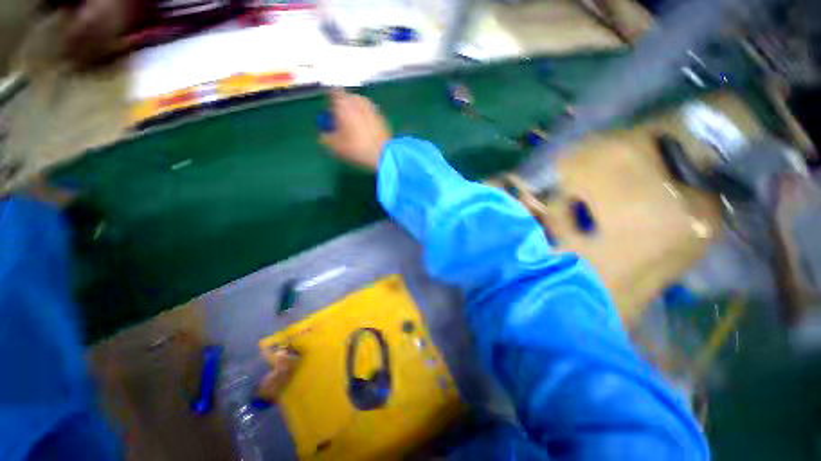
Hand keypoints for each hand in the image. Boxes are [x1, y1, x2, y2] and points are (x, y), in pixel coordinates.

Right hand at [320, 89, 391, 170]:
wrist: (385, 154)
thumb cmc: (357, 148)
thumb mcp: (336, 147)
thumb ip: (325, 138)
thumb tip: (324, 134)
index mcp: (344, 103)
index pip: (332, 93)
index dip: (330, 101)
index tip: (330, 113)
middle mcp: (358, 100)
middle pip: (347, 99)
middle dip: (343, 108)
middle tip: (342, 123)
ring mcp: (372, 107)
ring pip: (359, 106)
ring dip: (355, 113)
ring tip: (354, 130)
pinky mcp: (382, 117)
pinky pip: (369, 114)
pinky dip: (366, 119)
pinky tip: (366, 133)